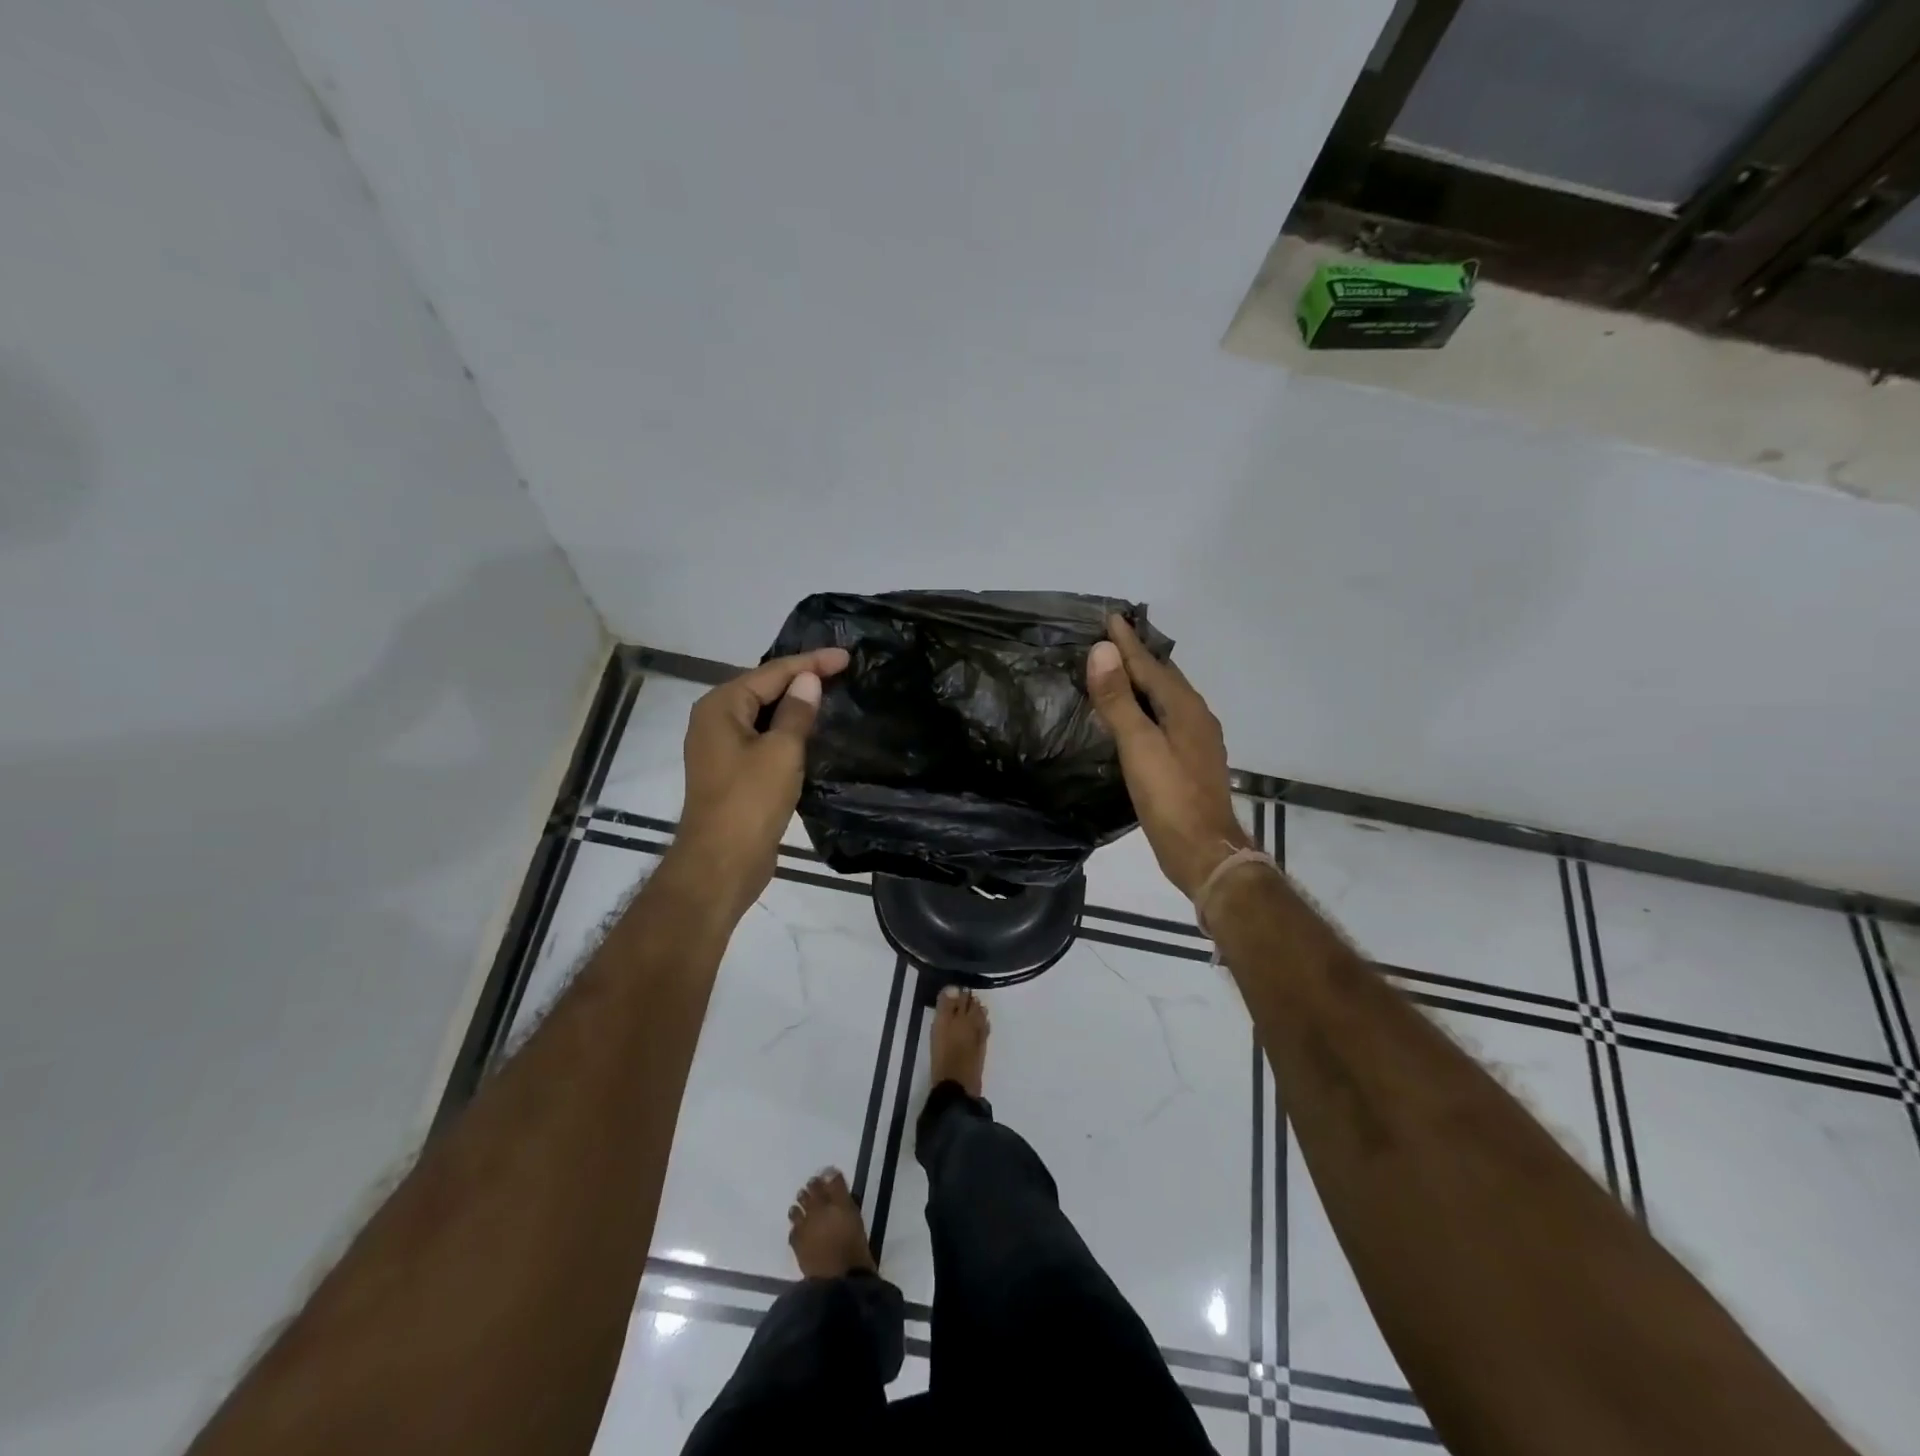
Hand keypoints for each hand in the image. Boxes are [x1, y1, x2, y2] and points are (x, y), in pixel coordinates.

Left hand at [674, 647, 849, 921]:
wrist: (721, 864)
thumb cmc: (750, 802)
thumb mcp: (781, 751)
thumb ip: (796, 711)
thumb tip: (808, 680)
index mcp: (721, 706)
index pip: (772, 672)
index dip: (811, 663)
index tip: (847, 657)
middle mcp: (715, 720)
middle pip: (764, 689)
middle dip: (802, 679)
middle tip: (843, 671)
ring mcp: (721, 748)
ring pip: (764, 715)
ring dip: (796, 706)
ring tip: (833, 694)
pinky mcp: (733, 772)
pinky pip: (764, 738)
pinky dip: (788, 731)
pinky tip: (813, 732)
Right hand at [1086, 616, 1250, 899]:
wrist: (1204, 851)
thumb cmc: (1169, 797)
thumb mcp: (1138, 746)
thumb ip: (1118, 699)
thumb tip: (1102, 651)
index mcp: (1185, 708)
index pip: (1150, 664)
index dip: (1127, 643)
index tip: (1110, 618)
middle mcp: (1197, 717)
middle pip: (1164, 678)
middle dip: (1139, 657)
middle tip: (1113, 641)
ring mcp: (1198, 741)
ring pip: (1168, 700)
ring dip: (1145, 683)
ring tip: (1121, 673)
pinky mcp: (1191, 762)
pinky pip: (1167, 720)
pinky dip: (1149, 709)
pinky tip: (1138, 719)